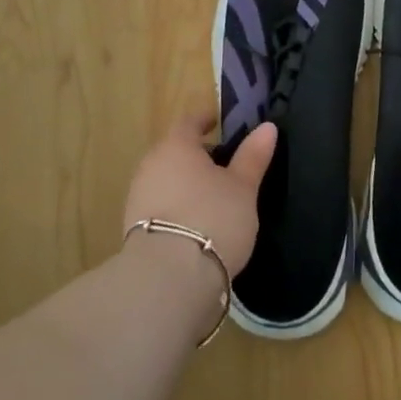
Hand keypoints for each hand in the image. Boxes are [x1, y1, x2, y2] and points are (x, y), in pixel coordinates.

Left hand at [123, 115, 275, 277]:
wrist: (167, 279)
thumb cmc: (212, 218)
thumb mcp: (243, 187)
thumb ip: (253, 156)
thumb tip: (267, 127)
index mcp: (177, 146)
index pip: (189, 122)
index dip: (205, 120)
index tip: (218, 122)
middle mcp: (151, 165)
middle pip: (175, 151)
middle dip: (196, 155)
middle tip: (223, 165)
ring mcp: (138, 197)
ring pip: (165, 179)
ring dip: (185, 183)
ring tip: (211, 198)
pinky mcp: (133, 229)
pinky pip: (159, 205)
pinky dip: (176, 207)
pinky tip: (194, 225)